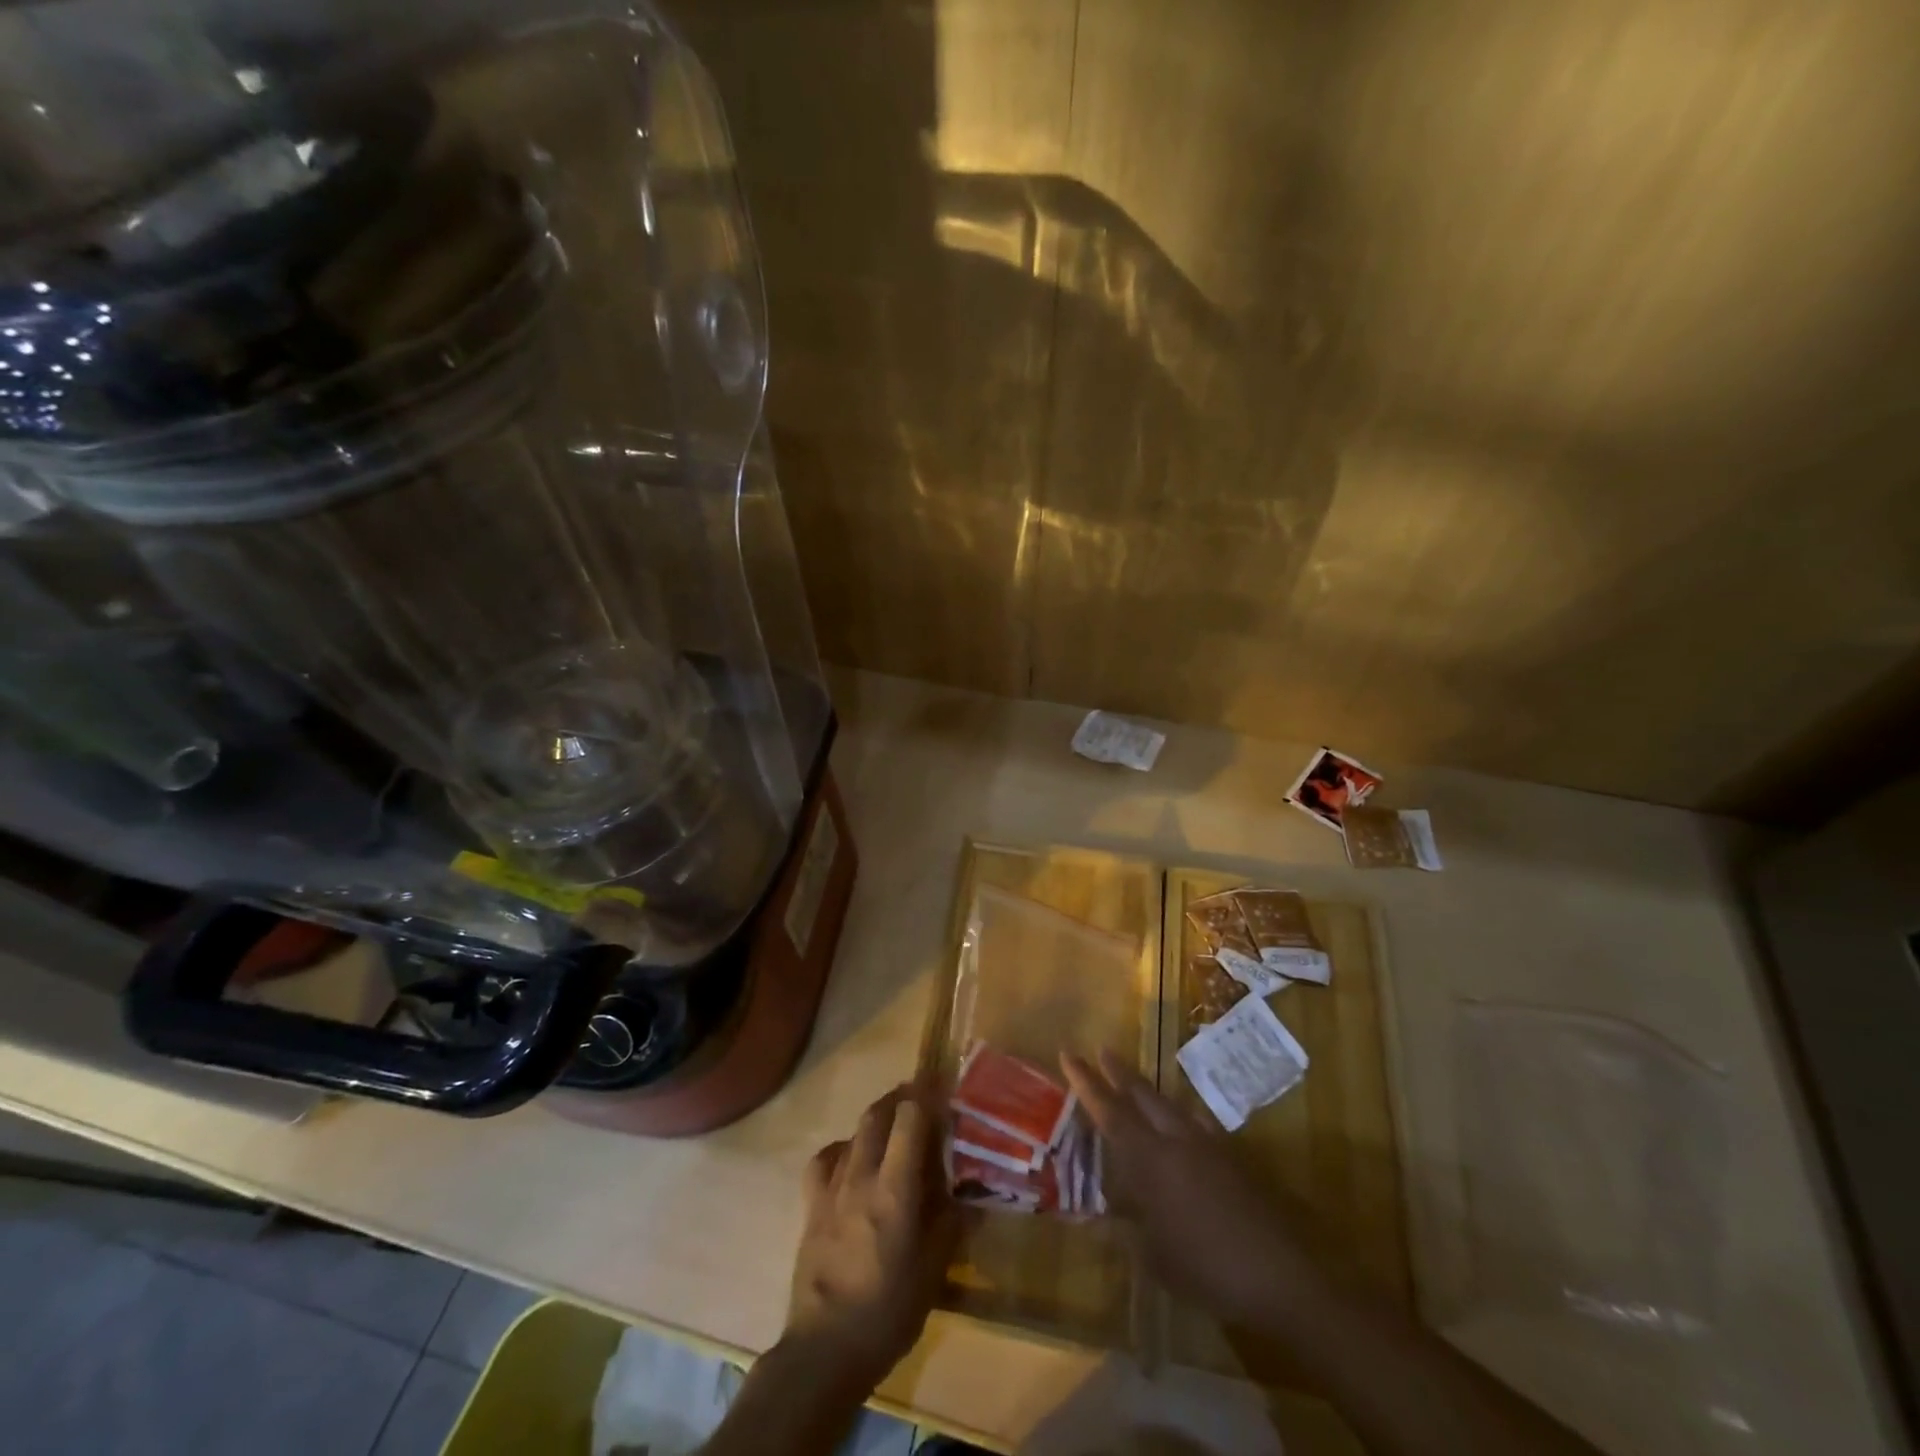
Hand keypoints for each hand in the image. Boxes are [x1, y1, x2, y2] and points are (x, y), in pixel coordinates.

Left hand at [783, 1084, 955, 1388]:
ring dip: (876, 1118)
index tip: (944, 1088)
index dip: (927, 1095)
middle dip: (901, 1097)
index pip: (910, 1117)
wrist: (825, 1349)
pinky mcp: (811, 1205)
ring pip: (854, 1131)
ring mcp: (831, 1187)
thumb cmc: (888, 1311)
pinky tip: (852, 1160)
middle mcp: (861, 1175)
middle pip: (878, 1113)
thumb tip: (968, 1193)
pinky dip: (844, 1148)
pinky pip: (826, 1159)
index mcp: (895, 1188)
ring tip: (893, 1125)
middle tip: (922, 1099)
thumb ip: (950, 1222)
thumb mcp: (934, 1269)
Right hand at [1062, 1049, 1309, 1327]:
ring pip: (1170, 1104)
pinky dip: (1182, 1115)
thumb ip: (1126, 1229)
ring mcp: (1208, 1145)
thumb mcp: (1154, 1258)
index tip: (1069, 1053)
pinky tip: (1185, 1121)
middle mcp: (1176, 1140)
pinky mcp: (1232, 1158)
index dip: (1086, 1082)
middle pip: (1142, 1095)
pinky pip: (1198, 1122)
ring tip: (1135, 1082)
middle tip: (1100, 1050)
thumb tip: (1100, 1215)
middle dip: (1118, 1072)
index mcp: (1151, 1160)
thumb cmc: (1206, 1269)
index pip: (1110, 1111)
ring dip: (1148, 1090)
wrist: (1279, 1275)